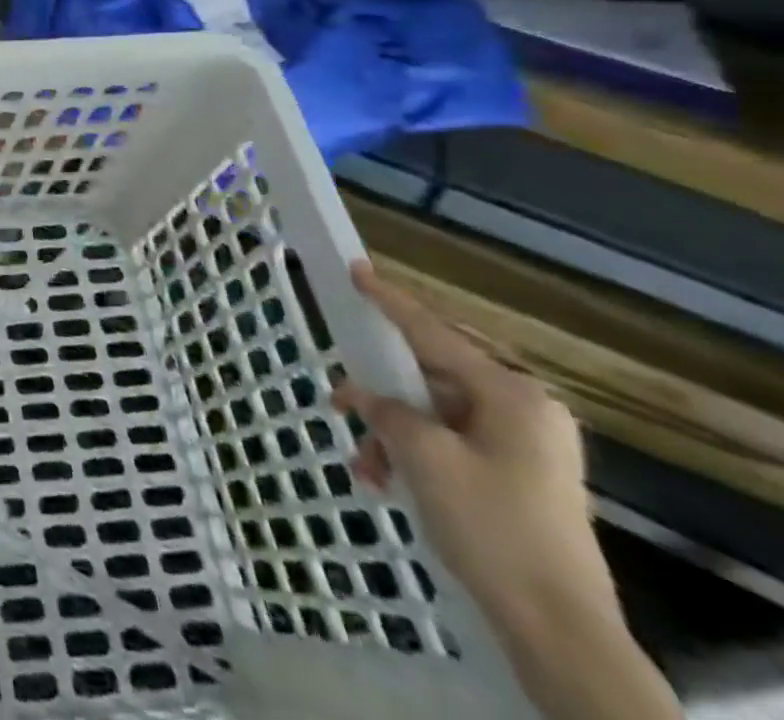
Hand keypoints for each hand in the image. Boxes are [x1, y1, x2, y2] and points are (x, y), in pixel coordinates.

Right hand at [334, 261, 679, 719]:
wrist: (559, 630)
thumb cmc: (491, 526)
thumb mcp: (423, 457)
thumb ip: (385, 409)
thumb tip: (361, 393)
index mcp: (513, 395)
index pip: (434, 332)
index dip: (390, 301)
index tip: (357, 269)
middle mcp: (524, 411)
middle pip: (432, 376)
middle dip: (383, 394)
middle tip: (341, 399)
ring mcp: (525, 447)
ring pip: (435, 415)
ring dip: (392, 435)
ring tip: (365, 466)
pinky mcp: (517, 478)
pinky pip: (450, 444)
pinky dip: (414, 456)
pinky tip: (386, 482)